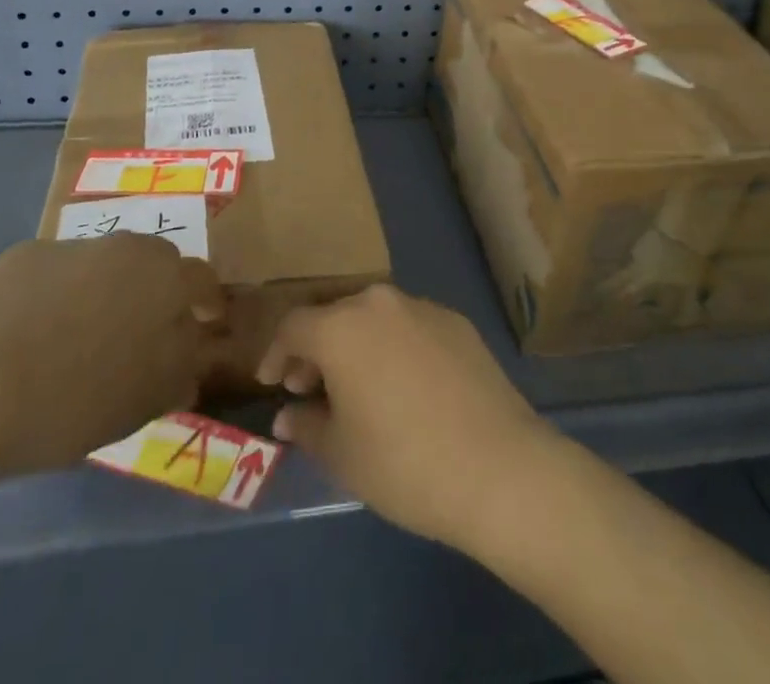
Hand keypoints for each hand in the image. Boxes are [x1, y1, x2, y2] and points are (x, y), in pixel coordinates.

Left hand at [0, 236, 223, 485]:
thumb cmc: (68, 398)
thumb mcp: (143, 401)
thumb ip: (181, 372)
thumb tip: (192, 361)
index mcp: (162, 276)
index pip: (202, 280)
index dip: (207, 304)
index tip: (205, 327)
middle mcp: (122, 246)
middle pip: (155, 263)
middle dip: (158, 293)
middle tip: (144, 336)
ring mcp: (68, 246)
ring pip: (104, 266)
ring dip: (107, 293)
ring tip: (84, 341)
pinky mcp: (19, 258)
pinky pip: (56, 275)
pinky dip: (58, 298)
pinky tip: (34, 339)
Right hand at [256, 285, 555, 549]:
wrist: (497, 466)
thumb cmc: (403, 463)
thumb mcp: (341, 454)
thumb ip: (306, 425)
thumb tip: (289, 414)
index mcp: (342, 326)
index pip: (293, 326)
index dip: (275, 353)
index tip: (272, 382)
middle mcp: (380, 303)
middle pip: (335, 317)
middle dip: (316, 350)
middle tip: (310, 388)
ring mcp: (423, 307)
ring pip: (375, 319)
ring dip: (357, 346)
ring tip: (357, 388)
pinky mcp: (457, 322)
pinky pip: (410, 327)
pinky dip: (395, 348)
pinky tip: (404, 387)